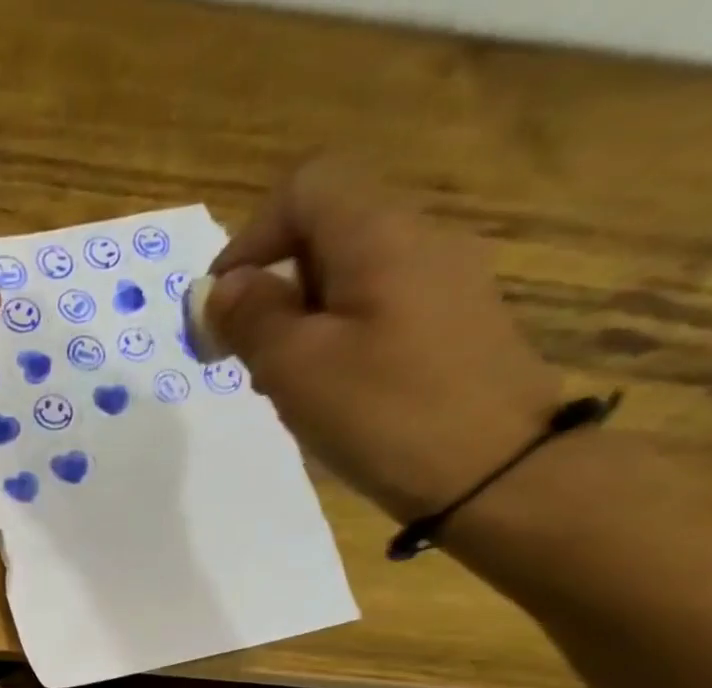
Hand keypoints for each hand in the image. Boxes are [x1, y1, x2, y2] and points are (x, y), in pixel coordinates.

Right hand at [207, 158, 563, 522]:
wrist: (493, 472)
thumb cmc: (383, 413)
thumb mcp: (295, 367)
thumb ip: (252, 318)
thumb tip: (226, 288)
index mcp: (379, 238)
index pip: (305, 191)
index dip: (249, 240)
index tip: (218, 308)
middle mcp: (419, 242)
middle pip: (325, 232)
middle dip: (268, 287)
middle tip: (239, 355)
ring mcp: (443, 283)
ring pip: (346, 276)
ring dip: (296, 318)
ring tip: (277, 382)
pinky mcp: (452, 325)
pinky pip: (375, 309)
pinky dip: (333, 337)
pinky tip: (324, 391)